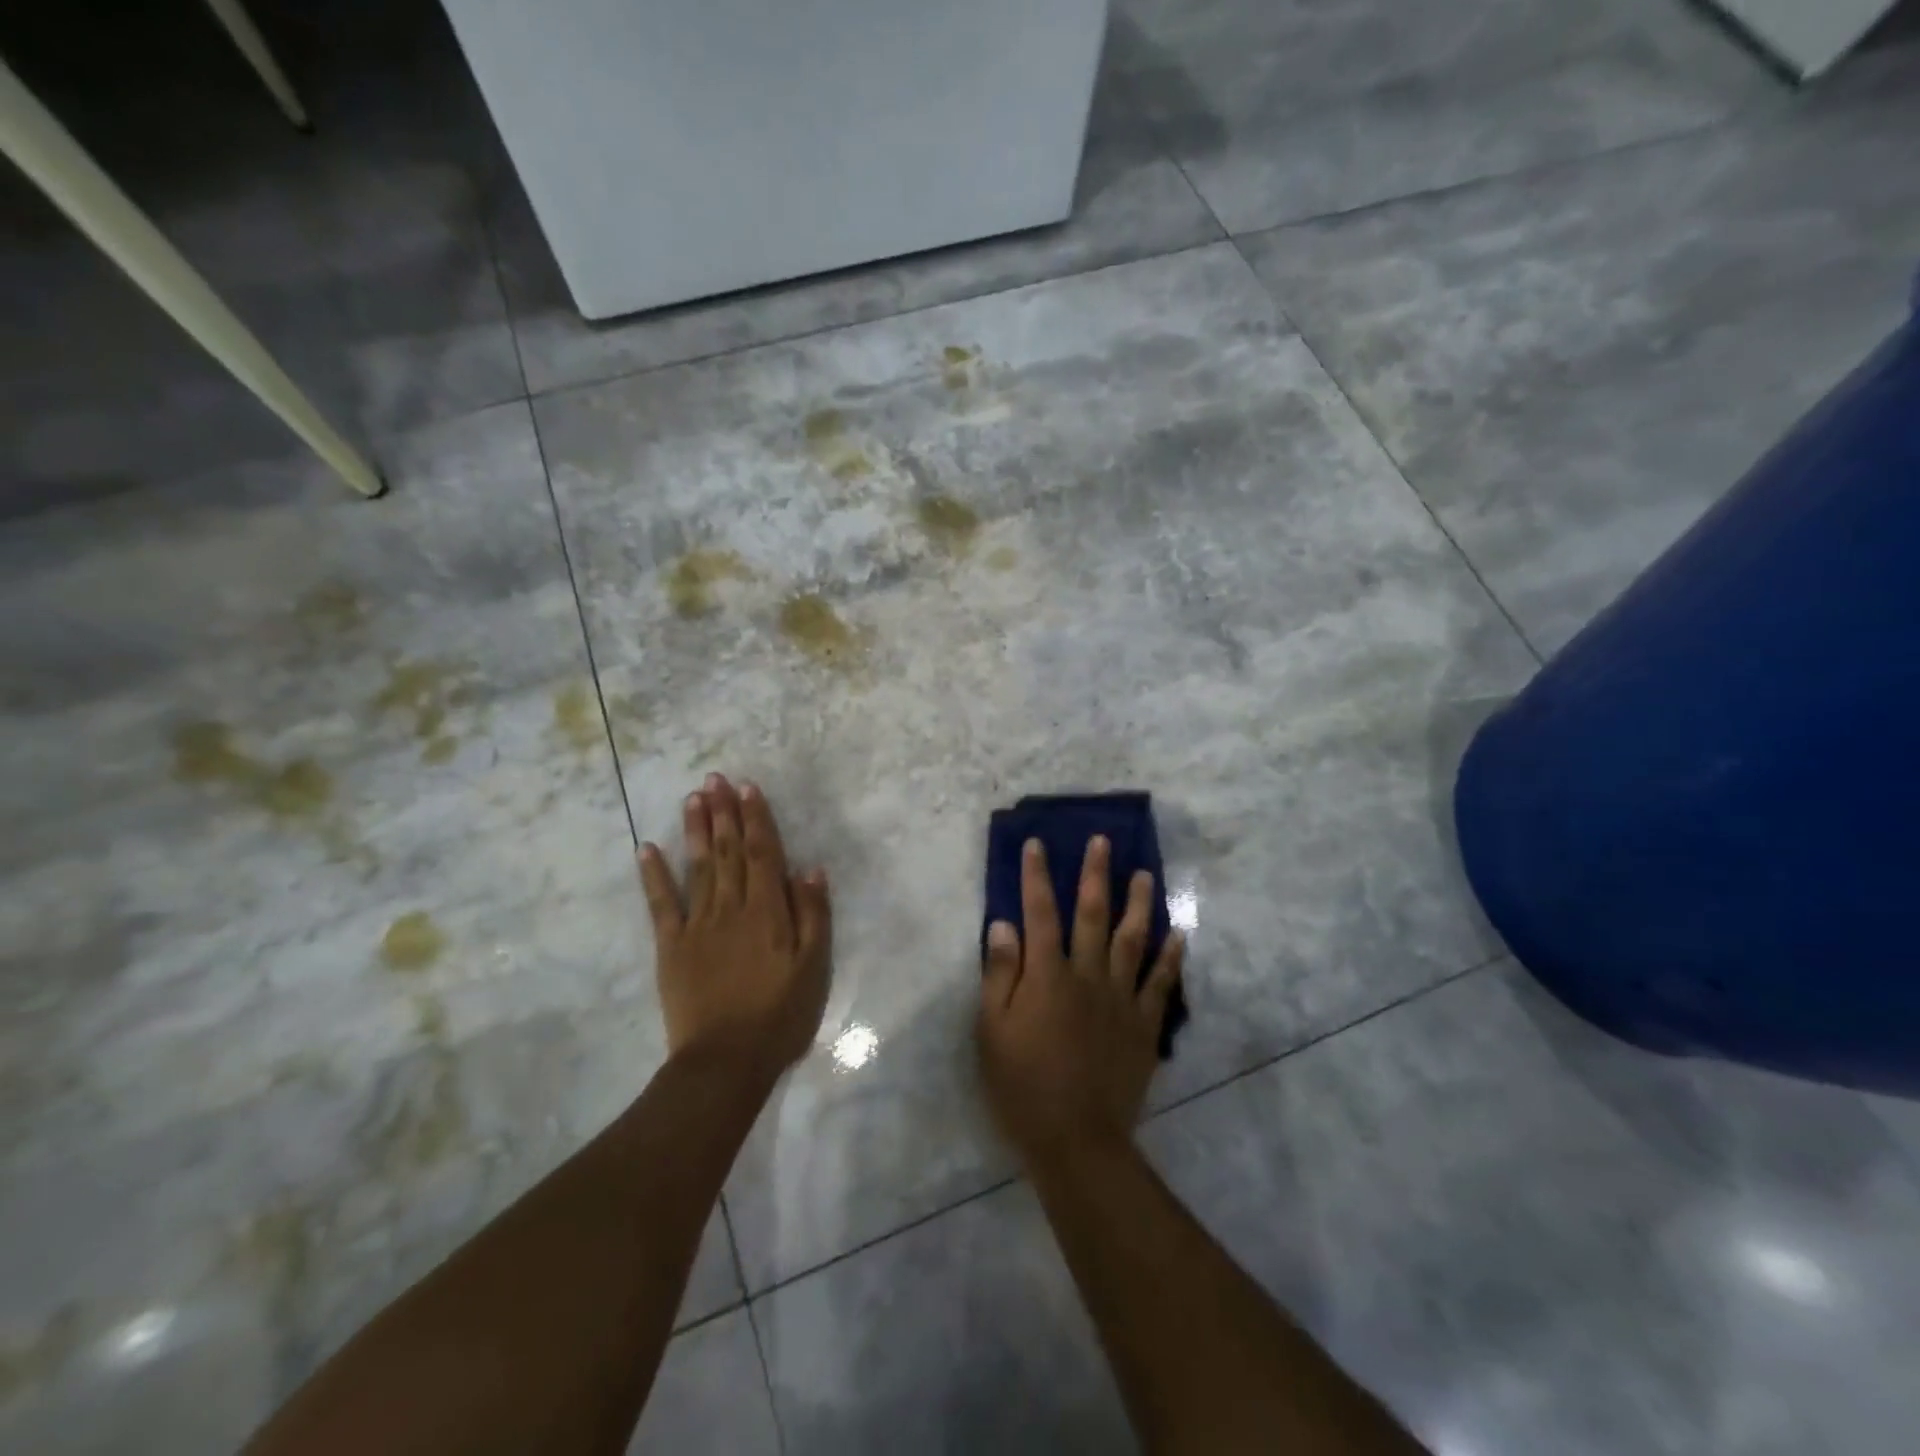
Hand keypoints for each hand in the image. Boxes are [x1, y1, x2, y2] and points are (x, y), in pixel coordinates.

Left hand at [639, 775, 831, 1074]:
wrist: (725, 1062)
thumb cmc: (780, 1015)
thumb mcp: (814, 967)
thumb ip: (813, 915)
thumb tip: (810, 868)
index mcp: (768, 911)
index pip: (762, 853)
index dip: (756, 818)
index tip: (748, 787)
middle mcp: (731, 907)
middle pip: (727, 851)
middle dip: (723, 812)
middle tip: (715, 778)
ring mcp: (697, 925)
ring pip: (697, 867)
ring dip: (695, 830)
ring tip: (692, 797)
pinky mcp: (671, 946)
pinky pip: (661, 904)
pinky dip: (653, 875)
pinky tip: (647, 848)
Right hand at [977, 836, 1183, 1165]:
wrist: (1077, 1140)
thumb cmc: (1023, 1085)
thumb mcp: (993, 1030)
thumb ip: (1000, 974)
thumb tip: (1004, 924)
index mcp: (1048, 975)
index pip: (1040, 913)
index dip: (1036, 876)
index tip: (1037, 844)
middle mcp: (1088, 975)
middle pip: (1092, 915)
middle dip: (1095, 875)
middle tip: (1102, 842)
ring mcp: (1121, 999)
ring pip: (1132, 940)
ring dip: (1138, 904)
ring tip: (1144, 874)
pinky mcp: (1144, 1025)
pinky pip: (1161, 983)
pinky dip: (1170, 957)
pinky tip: (1177, 934)